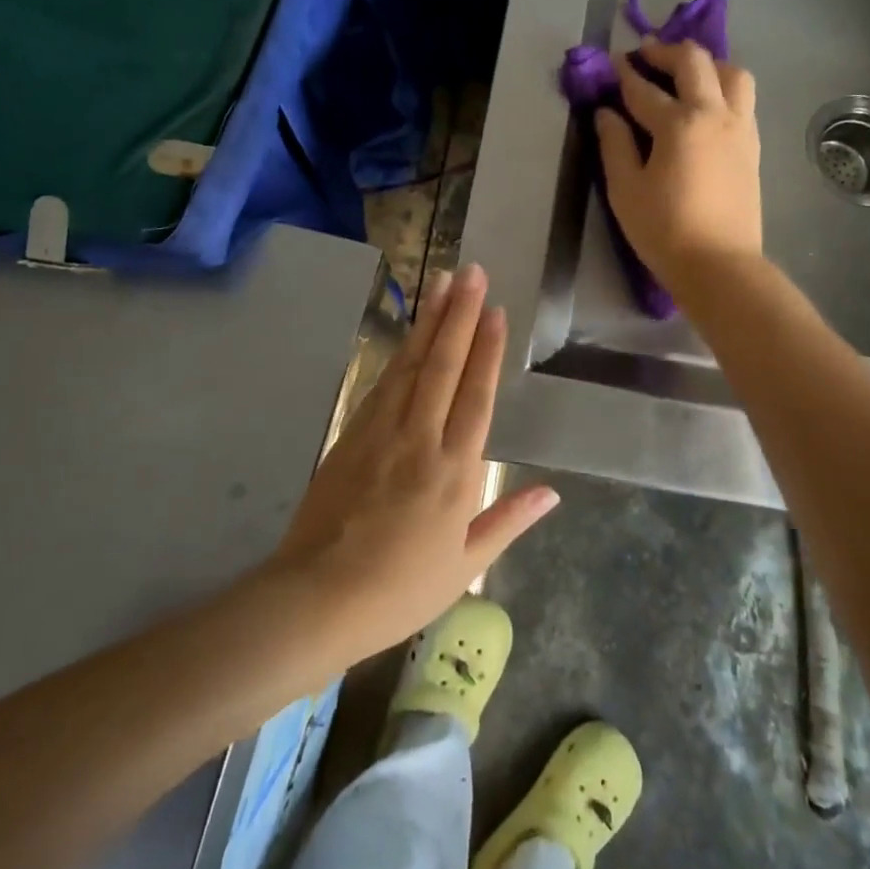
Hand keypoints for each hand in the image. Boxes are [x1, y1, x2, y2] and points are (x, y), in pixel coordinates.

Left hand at [265, 265, 558, 662]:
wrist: (317, 597)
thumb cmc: (400, 589)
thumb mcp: (465, 565)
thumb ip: (508, 520)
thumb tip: (553, 493)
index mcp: (455, 472)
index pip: (476, 395)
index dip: (487, 348)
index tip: (495, 309)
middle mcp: (420, 439)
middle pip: (443, 365)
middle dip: (459, 314)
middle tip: (470, 271)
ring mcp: (381, 431)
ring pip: (411, 364)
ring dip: (430, 321)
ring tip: (442, 282)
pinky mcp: (352, 433)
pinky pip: (383, 383)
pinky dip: (401, 353)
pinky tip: (410, 334)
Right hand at [596, 39, 762, 290]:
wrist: (720, 266)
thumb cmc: (664, 230)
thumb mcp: (625, 189)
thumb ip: (614, 144)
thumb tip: (606, 113)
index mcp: (679, 124)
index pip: (644, 89)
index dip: (623, 74)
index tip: (609, 63)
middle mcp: (715, 114)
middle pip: (695, 63)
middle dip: (666, 52)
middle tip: (645, 53)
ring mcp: (740, 128)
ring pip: (733, 74)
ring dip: (707, 64)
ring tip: (686, 73)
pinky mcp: (752, 145)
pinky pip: (743, 99)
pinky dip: (724, 87)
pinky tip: (707, 104)